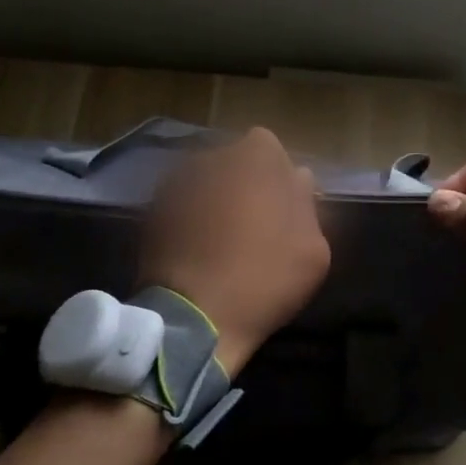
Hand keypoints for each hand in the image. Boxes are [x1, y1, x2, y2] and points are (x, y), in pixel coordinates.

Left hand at [139, 127, 331, 374]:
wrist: (195, 317)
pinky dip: (191, 219)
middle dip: (245, 183)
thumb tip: (297, 179)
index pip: (269, 148)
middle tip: (256, 223)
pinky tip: (200, 252)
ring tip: (225, 241)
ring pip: (207, 182)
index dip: (277, 176)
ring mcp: (176, 182)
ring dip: (217, 200)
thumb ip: (305, 203)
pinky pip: (183, 205)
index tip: (283, 207)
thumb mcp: (313, 247)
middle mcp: (212, 157)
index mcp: (255, 157)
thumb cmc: (265, 277)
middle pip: (234, 162)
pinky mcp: (152, 210)